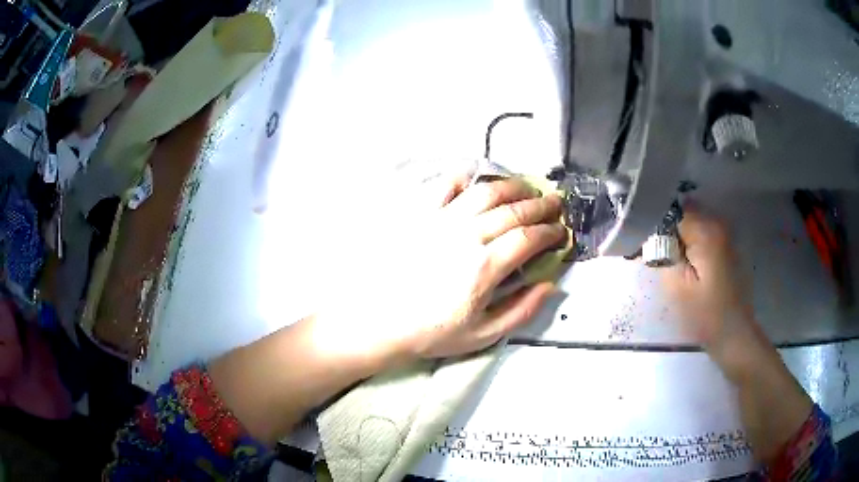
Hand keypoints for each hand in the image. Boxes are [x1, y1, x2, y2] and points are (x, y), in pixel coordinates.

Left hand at [311, 175, 566, 369]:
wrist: (381, 322)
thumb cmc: (432, 332)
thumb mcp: (483, 335)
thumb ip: (521, 310)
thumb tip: (549, 286)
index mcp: (484, 267)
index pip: (528, 238)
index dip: (550, 232)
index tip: (561, 232)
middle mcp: (466, 236)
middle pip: (513, 210)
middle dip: (541, 205)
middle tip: (556, 204)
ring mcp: (442, 222)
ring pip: (485, 192)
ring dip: (512, 186)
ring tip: (527, 189)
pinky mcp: (422, 217)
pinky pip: (446, 186)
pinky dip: (466, 178)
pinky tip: (478, 181)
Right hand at [661, 204, 759, 361]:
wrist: (734, 334)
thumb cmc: (705, 315)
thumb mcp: (676, 287)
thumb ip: (662, 254)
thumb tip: (653, 233)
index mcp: (706, 231)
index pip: (672, 210)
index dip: (657, 223)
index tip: (648, 245)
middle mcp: (718, 223)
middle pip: (683, 212)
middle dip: (668, 230)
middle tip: (657, 257)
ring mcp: (725, 234)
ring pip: (692, 223)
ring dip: (679, 237)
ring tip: (671, 262)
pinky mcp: (726, 246)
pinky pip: (702, 234)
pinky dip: (691, 244)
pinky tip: (687, 266)